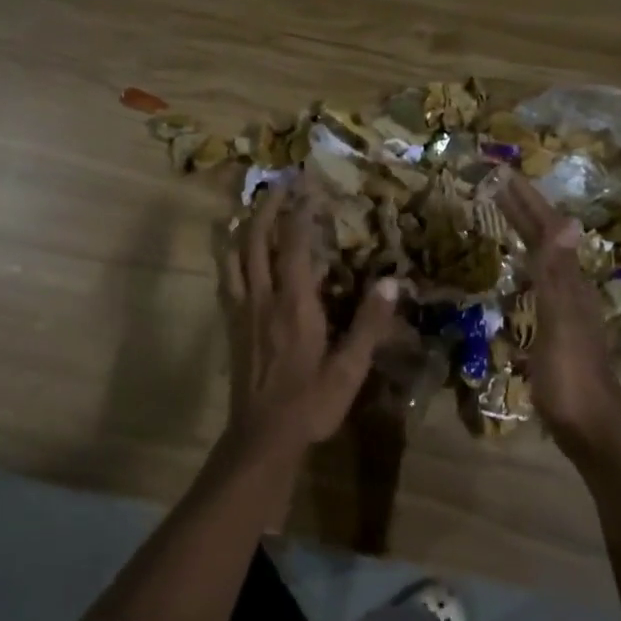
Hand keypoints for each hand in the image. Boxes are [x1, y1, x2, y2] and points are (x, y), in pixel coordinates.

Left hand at [222, 184, 400, 457]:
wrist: (262, 436)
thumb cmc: (310, 403)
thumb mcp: (349, 368)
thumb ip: (369, 323)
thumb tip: (392, 283)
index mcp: (294, 304)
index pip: (294, 245)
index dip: (300, 212)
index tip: (309, 187)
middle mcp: (263, 298)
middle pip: (255, 240)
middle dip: (267, 208)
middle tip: (280, 185)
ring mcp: (242, 311)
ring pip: (234, 256)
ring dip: (243, 226)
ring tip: (254, 209)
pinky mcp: (231, 326)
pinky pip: (227, 278)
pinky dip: (231, 256)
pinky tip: (238, 255)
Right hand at [496, 171, 620, 447]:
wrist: (592, 429)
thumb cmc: (571, 379)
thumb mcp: (560, 324)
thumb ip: (557, 275)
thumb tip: (566, 221)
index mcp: (570, 284)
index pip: (547, 230)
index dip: (527, 201)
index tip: (502, 173)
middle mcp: (571, 290)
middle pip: (547, 241)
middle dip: (524, 210)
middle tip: (497, 185)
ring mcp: (566, 312)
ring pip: (544, 262)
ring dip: (525, 235)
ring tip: (505, 217)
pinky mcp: (557, 332)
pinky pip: (538, 287)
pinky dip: (524, 269)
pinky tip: (516, 276)